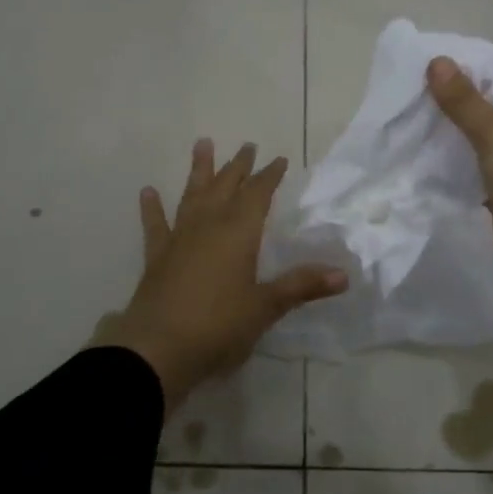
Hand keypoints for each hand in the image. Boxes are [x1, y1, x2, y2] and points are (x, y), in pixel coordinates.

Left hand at [106, 139, 345, 412]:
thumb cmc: (218, 326)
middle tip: (248, 145)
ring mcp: (180, 239)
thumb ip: (301, 286)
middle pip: (226, 186)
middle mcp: (209, 225)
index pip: (258, 194)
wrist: (157, 349)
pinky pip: (156, 225)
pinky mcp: (157, 257)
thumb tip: (344, 275)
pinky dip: (152, 208)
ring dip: (199, 170)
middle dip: (239, 166)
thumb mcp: (265, 307)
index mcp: (239, 232)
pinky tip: (148, 192)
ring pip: (192, 195)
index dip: (270, 176)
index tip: (279, 159)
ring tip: (202, 143)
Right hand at [426, 57, 492, 290]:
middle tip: (412, 90)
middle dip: (456, 99)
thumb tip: (437, 61)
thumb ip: (465, 100)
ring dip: (454, 130)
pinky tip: (423, 152)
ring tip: (411, 117)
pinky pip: (480, 164)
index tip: (430, 63)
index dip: (471, 65)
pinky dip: (457, 159)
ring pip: (485, 135)